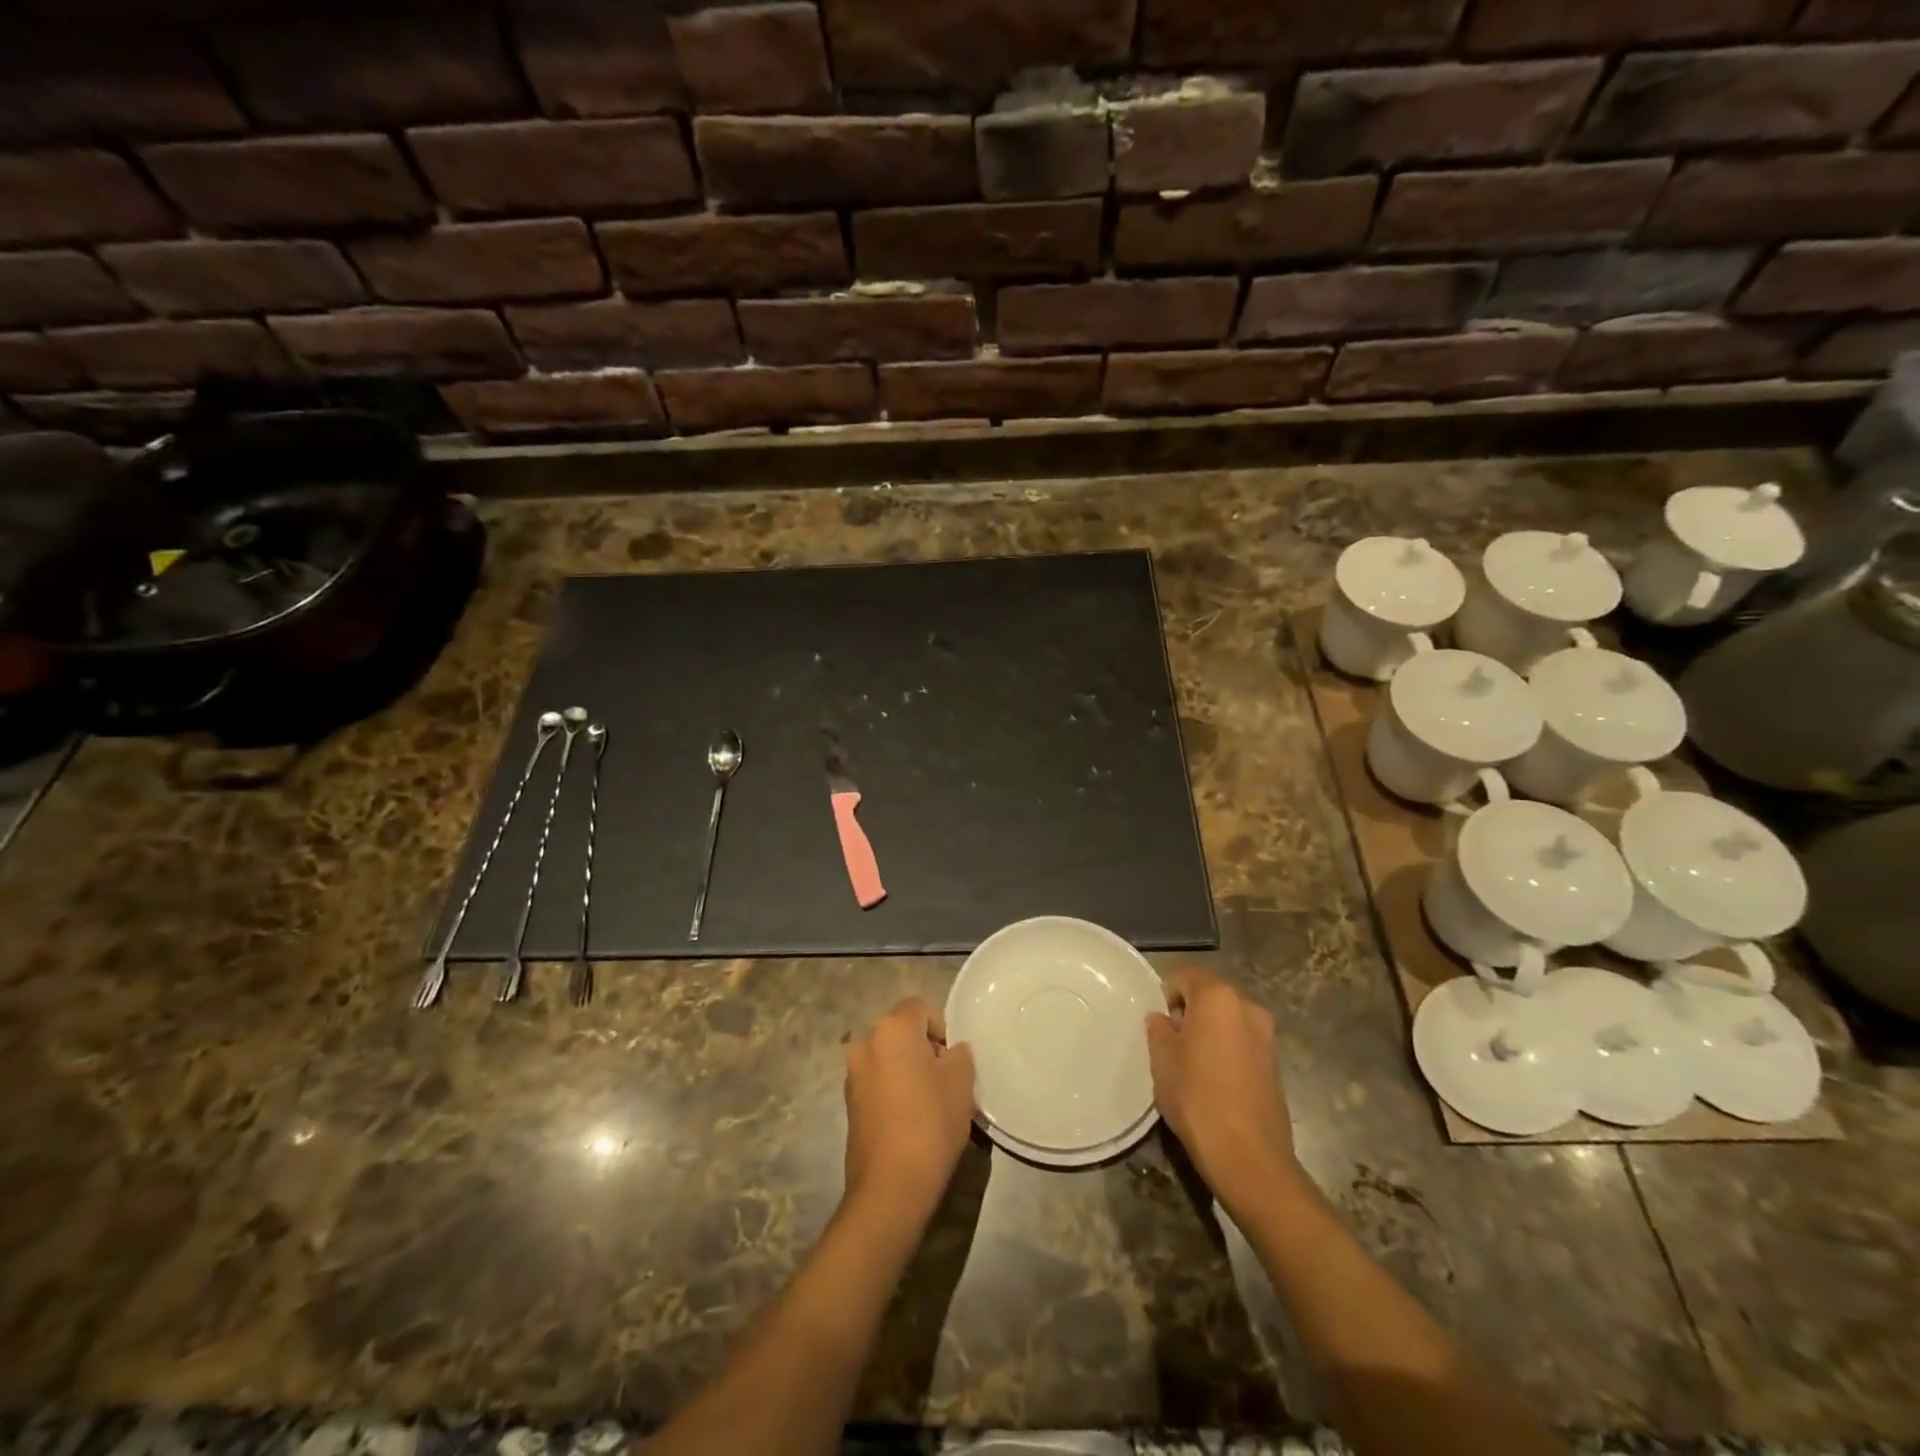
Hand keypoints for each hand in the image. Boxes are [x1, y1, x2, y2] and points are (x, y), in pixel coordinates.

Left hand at [844, 997, 975, 1224]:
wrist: (890, 1186)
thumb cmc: (930, 1123)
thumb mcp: (961, 1083)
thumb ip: (959, 1055)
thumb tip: (950, 1052)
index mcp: (892, 1028)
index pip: (920, 1008)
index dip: (941, 1029)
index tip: (952, 1061)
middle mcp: (865, 1042)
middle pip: (901, 1031)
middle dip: (923, 1049)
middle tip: (944, 1080)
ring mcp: (852, 1074)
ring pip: (888, 1057)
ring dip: (906, 1069)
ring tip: (928, 1103)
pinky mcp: (848, 1103)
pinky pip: (877, 1081)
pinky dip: (893, 1089)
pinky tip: (909, 1119)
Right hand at [1147, 967, 1300, 1211]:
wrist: (1248, 1157)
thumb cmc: (1197, 1098)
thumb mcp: (1163, 1061)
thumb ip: (1159, 1030)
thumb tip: (1162, 1019)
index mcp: (1217, 997)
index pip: (1185, 976)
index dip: (1167, 993)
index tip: (1158, 1022)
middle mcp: (1247, 1006)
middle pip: (1211, 993)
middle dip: (1190, 1009)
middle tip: (1171, 1040)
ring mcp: (1266, 1035)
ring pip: (1228, 1017)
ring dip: (1210, 1029)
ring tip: (1192, 1061)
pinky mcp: (1275, 1062)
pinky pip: (1243, 1040)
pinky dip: (1227, 1047)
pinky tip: (1214, 1078)